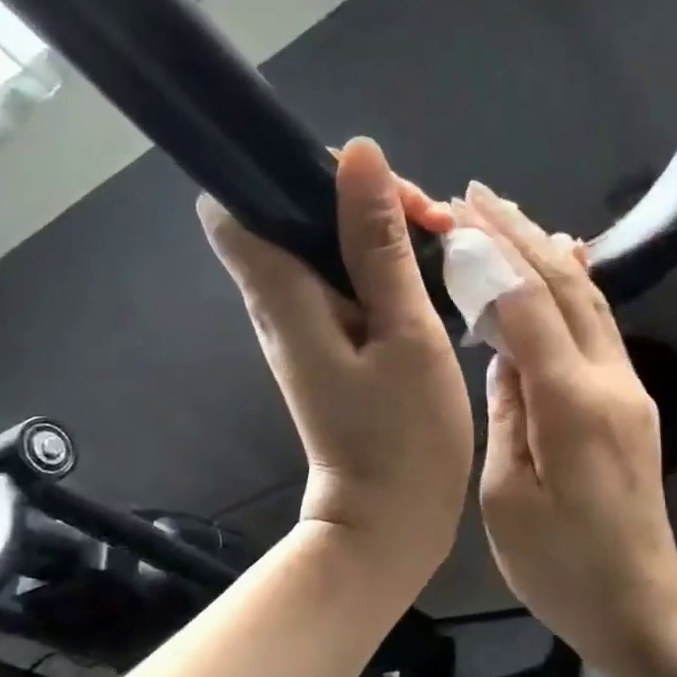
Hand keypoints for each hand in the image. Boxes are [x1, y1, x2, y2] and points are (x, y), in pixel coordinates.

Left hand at [198, 139, 472, 585]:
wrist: (389, 521)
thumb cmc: (403, 436)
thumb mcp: (405, 333)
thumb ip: (378, 245)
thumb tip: (356, 154)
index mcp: (282, 297)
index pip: (234, 206)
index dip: (283, 172)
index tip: (356, 180)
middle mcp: (278, 305)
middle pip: (293, 215)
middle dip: (358, 197)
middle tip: (428, 219)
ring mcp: (303, 327)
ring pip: (325, 245)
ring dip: (378, 230)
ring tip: (442, 241)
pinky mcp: (329, 345)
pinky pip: (344, 281)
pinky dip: (382, 266)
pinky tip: (431, 274)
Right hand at [460, 184, 676, 659]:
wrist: (639, 604)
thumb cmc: (559, 566)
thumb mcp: (507, 495)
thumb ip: (506, 412)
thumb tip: (503, 356)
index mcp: (572, 405)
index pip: (528, 307)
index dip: (492, 257)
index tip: (456, 216)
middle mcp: (610, 382)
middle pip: (566, 289)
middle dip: (520, 236)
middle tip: (477, 196)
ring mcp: (629, 390)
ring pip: (590, 302)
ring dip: (548, 255)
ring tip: (510, 218)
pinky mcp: (632, 404)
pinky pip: (600, 329)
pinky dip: (572, 290)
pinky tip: (560, 268)